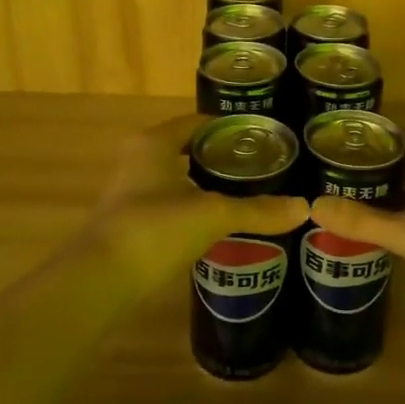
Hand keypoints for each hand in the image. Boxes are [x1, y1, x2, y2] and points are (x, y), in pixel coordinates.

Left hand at [87, 115, 308, 285]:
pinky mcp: (131, 221)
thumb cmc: (155, 229)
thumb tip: (304, 208)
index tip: (263, 140)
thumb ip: (257, 210)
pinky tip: (219, 224)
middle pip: (189, 149)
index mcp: (155, 143)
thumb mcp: (212, 215)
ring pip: (178, 178)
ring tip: (248, 195)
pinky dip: (194, 207)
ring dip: (208, 185)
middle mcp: (140, 159)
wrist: (100, 281)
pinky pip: (171, 203)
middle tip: (262, 169)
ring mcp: (132, 191)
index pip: (198, 122)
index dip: (231, 128)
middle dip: (223, 158)